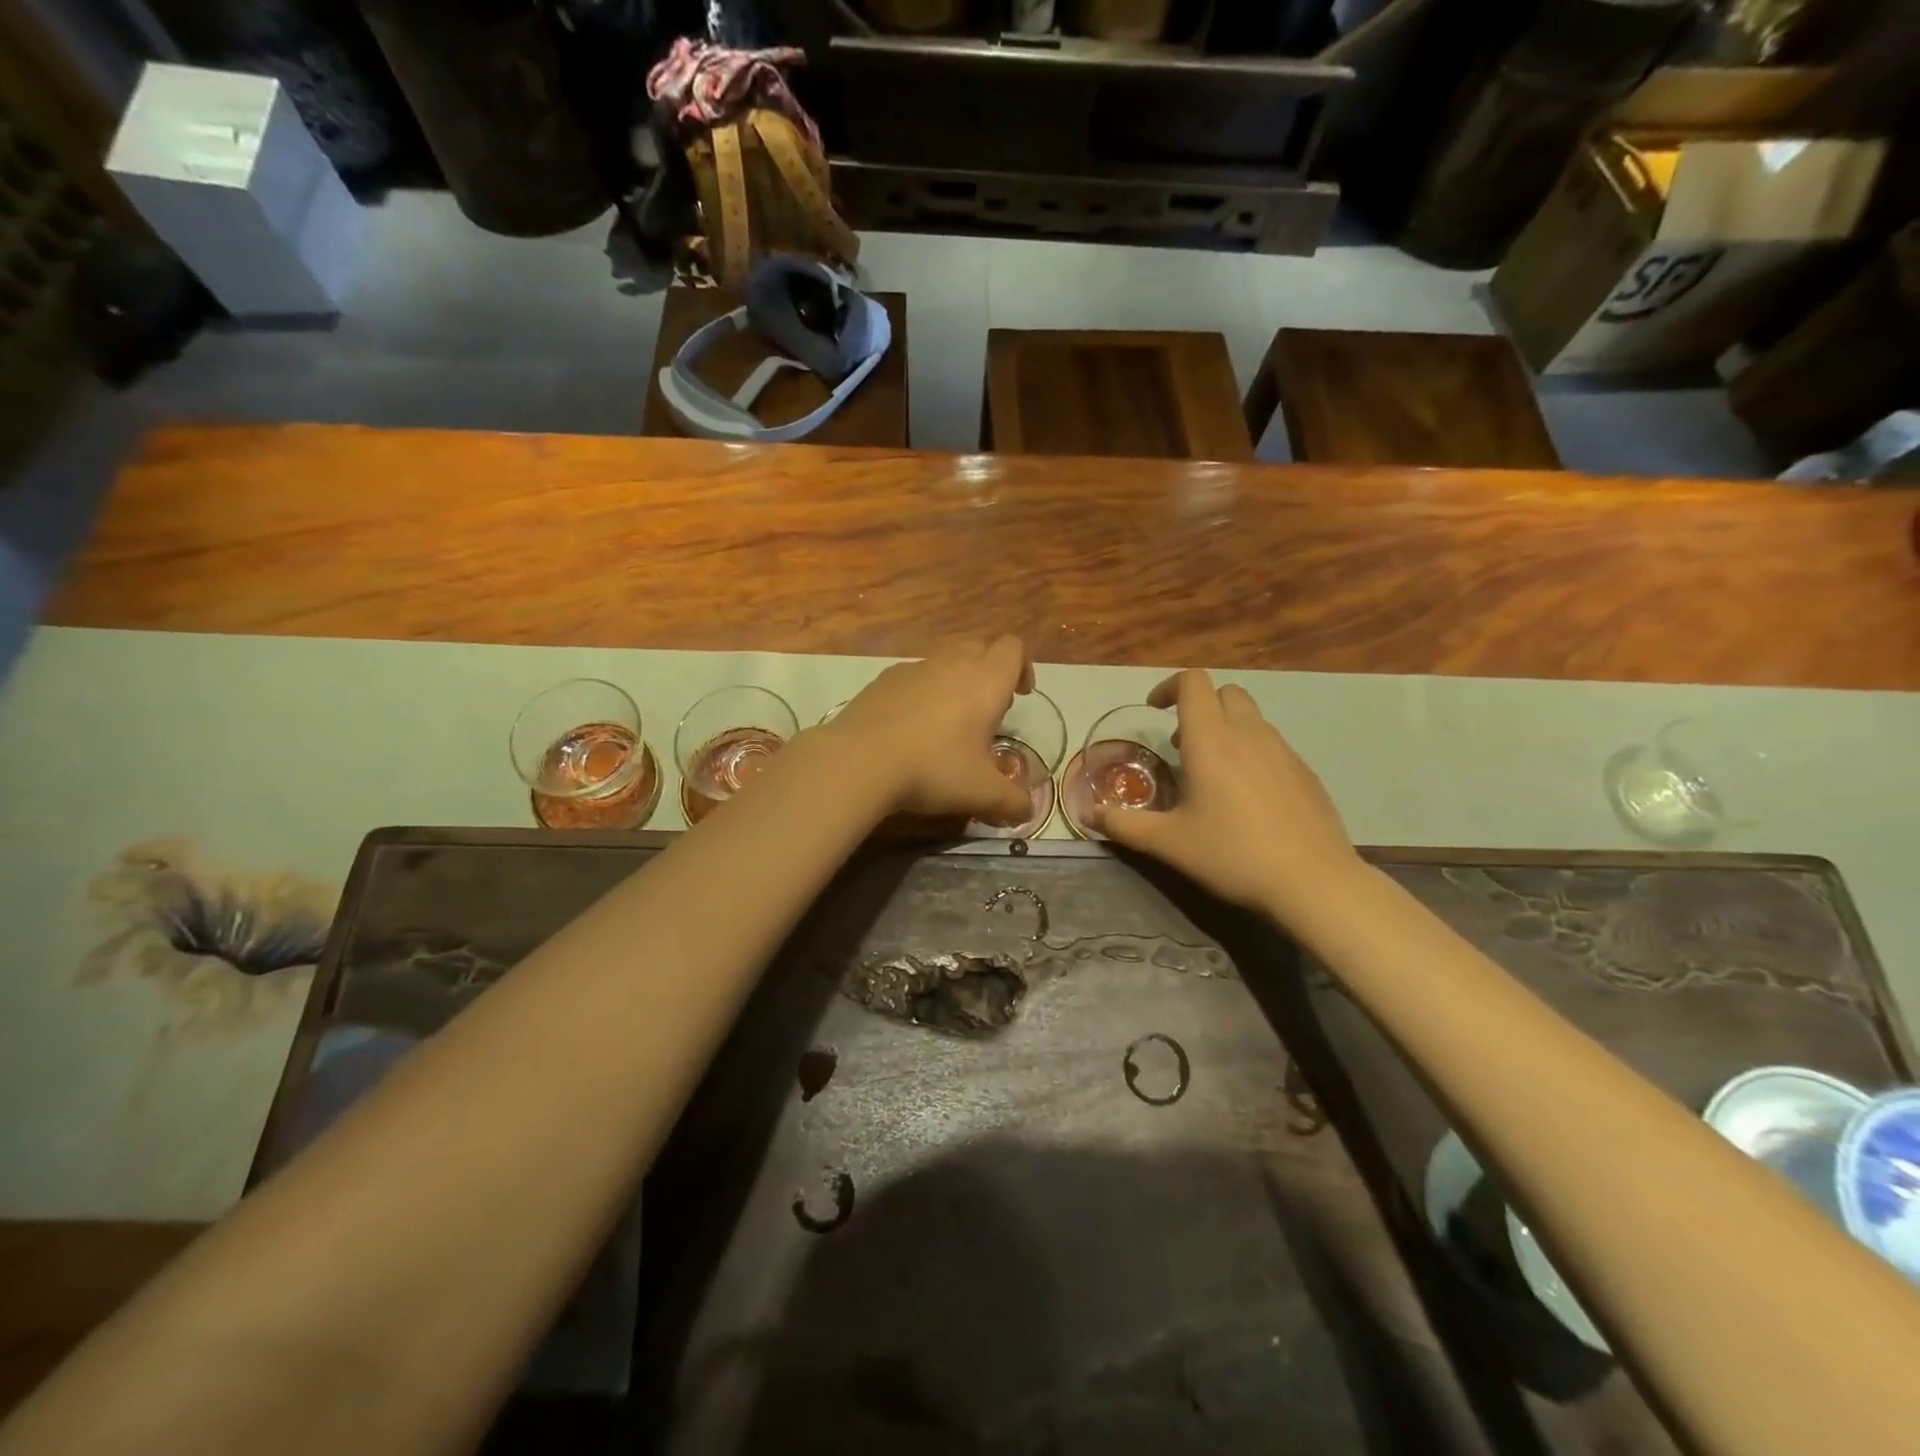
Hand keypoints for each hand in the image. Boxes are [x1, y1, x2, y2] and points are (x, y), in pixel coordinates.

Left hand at [827, 637, 1034, 824]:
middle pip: (981, 647)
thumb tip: (1028, 812)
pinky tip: (912, 726)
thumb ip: (1013, 802)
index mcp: (985, 681)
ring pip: (946, 659)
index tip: (1019, 695)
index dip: (1023, 666)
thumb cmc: (933, 769)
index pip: (1013, 648)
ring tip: (950, 720)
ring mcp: (915, 667)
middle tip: (988, 709)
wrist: (860, 760)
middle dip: (990, 670)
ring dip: (956, 679)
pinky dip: (923, 690)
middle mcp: (952, 663)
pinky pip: (915, 674)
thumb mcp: (982, 794)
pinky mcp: (885, 678)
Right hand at [1087, 669, 1360, 922]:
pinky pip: (1272, 744)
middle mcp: (1248, 734)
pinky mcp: (1305, 772)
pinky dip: (1251, 751)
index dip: (1169, 687)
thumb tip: (1088, 814)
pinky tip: (1247, 797)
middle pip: (1225, 692)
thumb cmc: (1232, 854)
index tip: (1154, 711)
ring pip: (1251, 717)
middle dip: (1199, 706)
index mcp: (1211, 740)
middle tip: (1181, 744)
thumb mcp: (1168, 843)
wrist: (1312, 881)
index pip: (1192, 683)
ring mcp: (1283, 750)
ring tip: (1212, 772)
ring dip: (1226, 728)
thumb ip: (1125, 825)